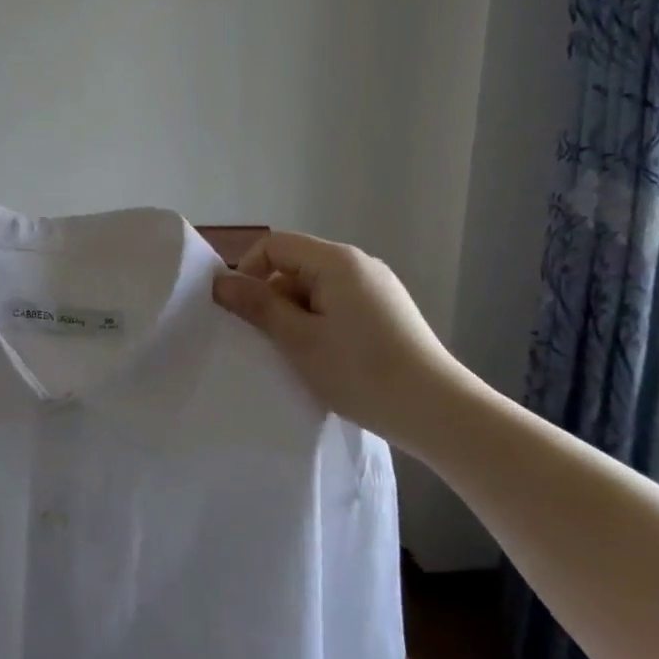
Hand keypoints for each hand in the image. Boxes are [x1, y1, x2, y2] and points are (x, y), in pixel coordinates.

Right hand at [211, 232, 468, 440]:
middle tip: (270, 341)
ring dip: (296, 315)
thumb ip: (257, 305)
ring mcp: (377, 287)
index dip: (248, 271)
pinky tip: (327, 357)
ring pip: (315, 287)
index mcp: (337, 261)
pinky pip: (337, 303)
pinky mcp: (388, 311)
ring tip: (299, 354)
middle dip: (273, 297)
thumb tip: (221, 281)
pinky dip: (320, 323)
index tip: (241, 311)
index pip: (274, 245)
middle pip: (295, 265)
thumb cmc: (361, 372)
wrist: (438, 413)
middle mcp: (359, 264)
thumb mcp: (298, 339)